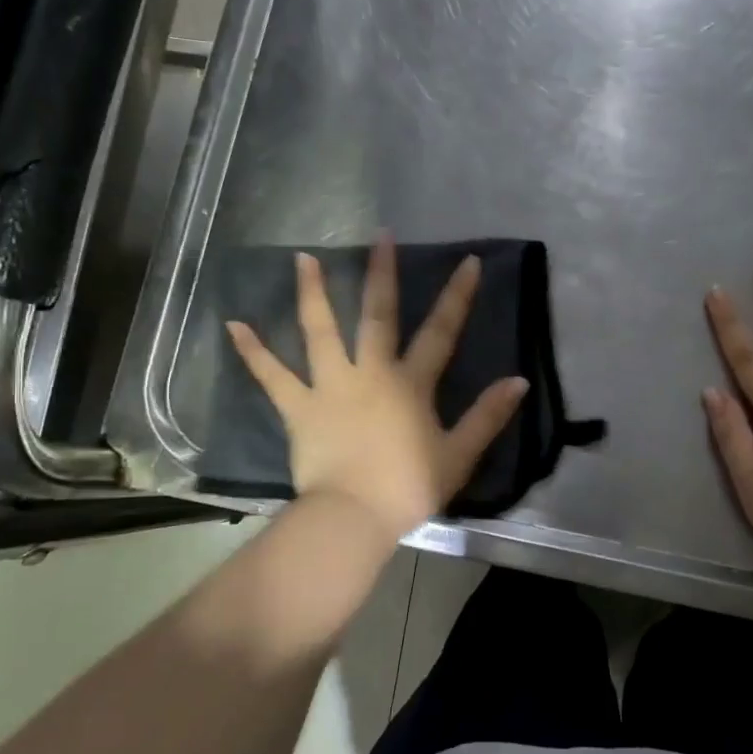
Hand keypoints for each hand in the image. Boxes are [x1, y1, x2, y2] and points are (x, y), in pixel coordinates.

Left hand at [226, 236, 528, 543]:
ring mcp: (330, 387)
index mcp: (410, 384)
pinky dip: (253, 352)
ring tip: (302, 258)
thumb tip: (518, 381)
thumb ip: (488, 416)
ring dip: (312, 293)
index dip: (457, 297)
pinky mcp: (299, 408)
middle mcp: (370, 373)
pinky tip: (233, 325)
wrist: (353, 517)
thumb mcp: (458, 455)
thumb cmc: (408, 488)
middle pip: (377, 316)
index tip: (467, 262)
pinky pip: (272, 376)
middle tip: (380, 236)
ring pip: (320, 332)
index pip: (440, 333)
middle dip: (381, 274)